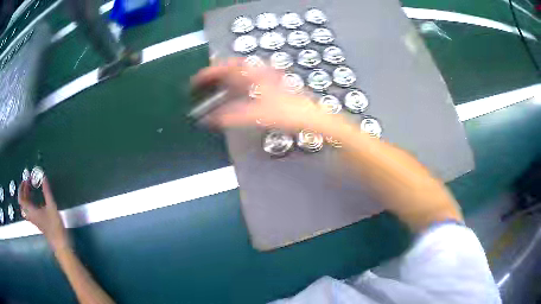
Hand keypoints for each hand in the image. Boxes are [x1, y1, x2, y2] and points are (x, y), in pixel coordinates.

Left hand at [18, 177, 67, 250]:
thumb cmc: (55, 225)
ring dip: (26, 198)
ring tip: (30, 190)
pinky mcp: (38, 223)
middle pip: (22, 204)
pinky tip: (35, 201)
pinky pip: (30, 212)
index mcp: (31, 211)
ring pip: (25, 208)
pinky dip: (30, 204)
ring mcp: (34, 221)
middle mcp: (31, 216)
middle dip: (23, 192)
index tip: (25, 180)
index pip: (21, 199)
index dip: (21, 189)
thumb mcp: (51, 206)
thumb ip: (46, 191)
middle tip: (27, 184)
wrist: (60, 243)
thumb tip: (43, 176)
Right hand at [193, 58, 339, 131]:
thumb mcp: (254, 115)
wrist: (310, 116)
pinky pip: (249, 82)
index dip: (208, 72)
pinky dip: (238, 87)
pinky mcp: (272, 86)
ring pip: (241, 74)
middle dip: (216, 74)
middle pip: (232, 67)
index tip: (196, 80)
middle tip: (204, 83)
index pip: (225, 67)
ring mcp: (267, 78)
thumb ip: (229, 117)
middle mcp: (259, 72)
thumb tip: (208, 120)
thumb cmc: (284, 112)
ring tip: (215, 89)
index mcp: (253, 74)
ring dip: (227, 80)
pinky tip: (235, 96)